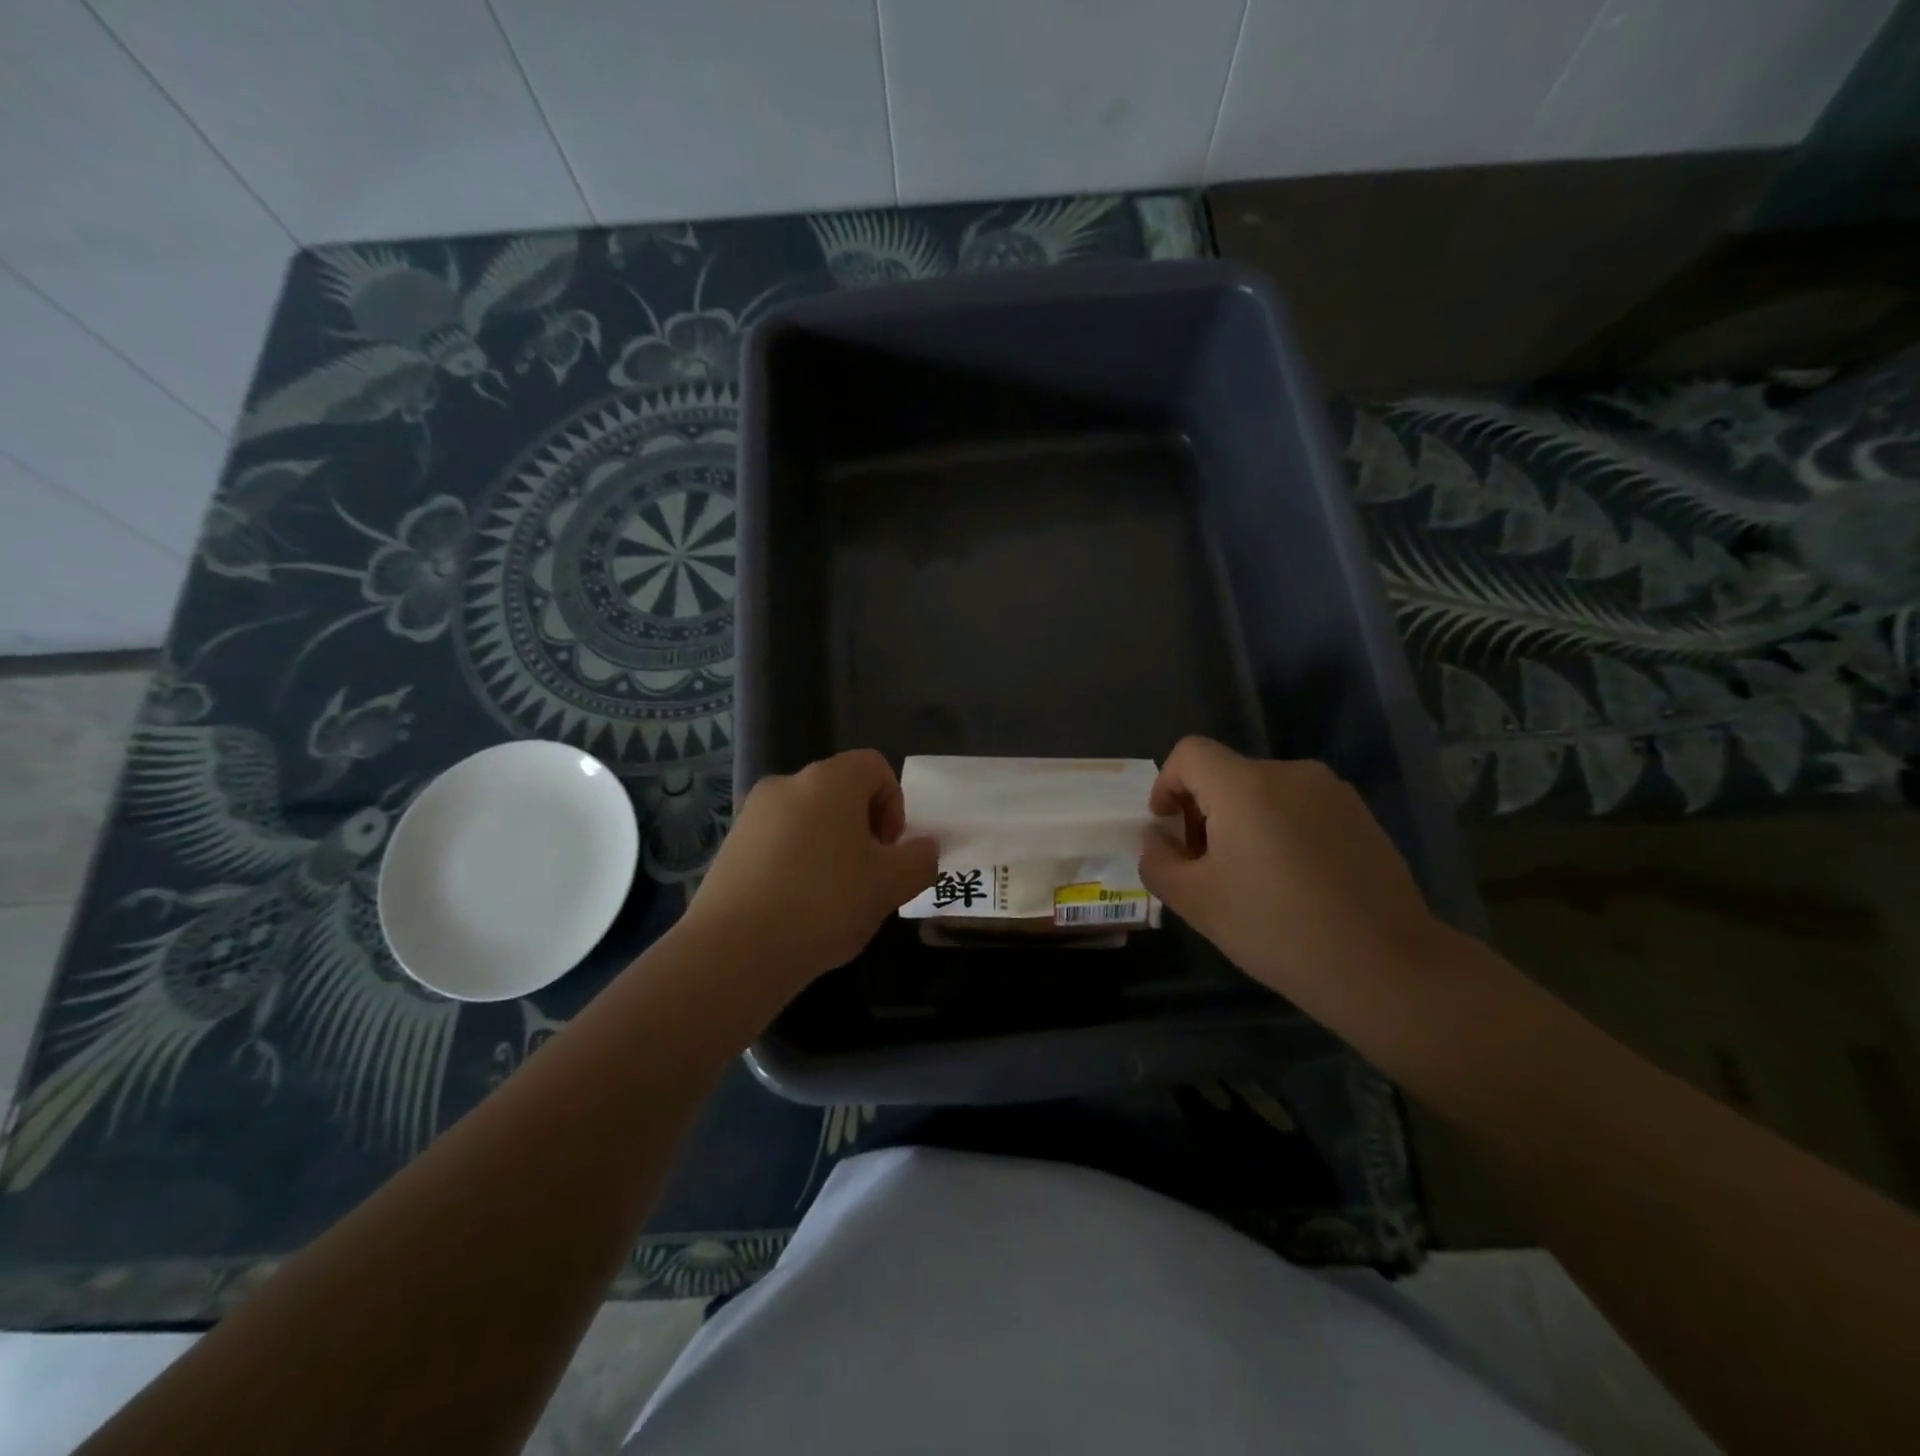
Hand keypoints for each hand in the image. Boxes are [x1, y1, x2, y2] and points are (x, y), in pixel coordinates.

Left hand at [676, 749, 936, 993]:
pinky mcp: (729, 846)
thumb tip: (925, 847)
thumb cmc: (825, 903)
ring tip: (832, 899)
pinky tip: (797, 908)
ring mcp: (752, 814)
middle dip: (862, 830)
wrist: (735, 950)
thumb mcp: (890, 885)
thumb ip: (919, 860)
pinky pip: (777, 843)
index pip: (875, 766)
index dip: (894, 804)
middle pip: (840, 792)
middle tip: (867, 877)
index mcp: (829, 780)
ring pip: (808, 819)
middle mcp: (787, 784)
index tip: (889, 850)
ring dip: (830, 848)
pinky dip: (796, 863)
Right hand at [1137, 737, 1444, 1009]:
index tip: (1168, 830)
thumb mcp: (1196, 902)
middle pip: (1226, 774)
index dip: (1166, 784)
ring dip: (1242, 822)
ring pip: (1264, 791)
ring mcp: (1332, 792)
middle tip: (1204, 867)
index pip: (1190, 753)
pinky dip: (1279, 829)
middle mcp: (1290, 773)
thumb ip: (1158, 862)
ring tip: (1250, 878)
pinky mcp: (1360, 815)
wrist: (1386, 967)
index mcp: (1246, 786)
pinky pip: (1300, 807)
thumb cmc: (1278, 929)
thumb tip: (1157, 839)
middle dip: (1203, 811)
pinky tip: (1293, 881)